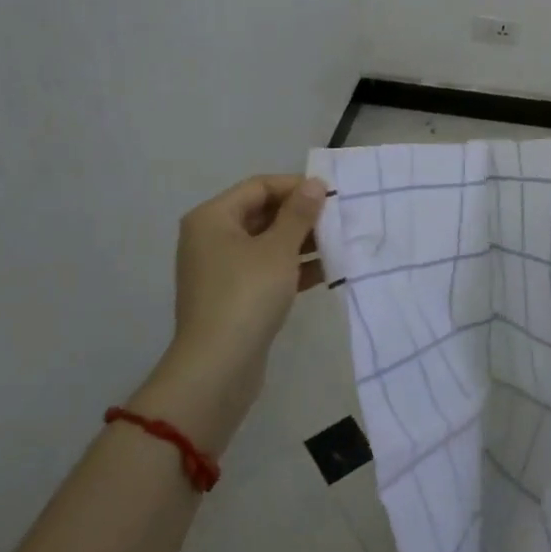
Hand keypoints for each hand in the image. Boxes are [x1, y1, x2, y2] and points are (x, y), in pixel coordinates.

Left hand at [134, 175, 327, 441]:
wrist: (217, 368)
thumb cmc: (247, 295)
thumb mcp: (279, 249)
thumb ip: (299, 213)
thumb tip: (314, 183)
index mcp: (213, 218)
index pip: (259, 186)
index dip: (296, 187)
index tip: (331, 195)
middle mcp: (211, 238)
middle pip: (262, 213)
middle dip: (301, 216)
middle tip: (339, 219)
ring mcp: (221, 269)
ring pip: (267, 243)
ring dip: (302, 242)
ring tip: (339, 244)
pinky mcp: (233, 297)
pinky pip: (266, 270)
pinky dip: (293, 268)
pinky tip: (327, 271)